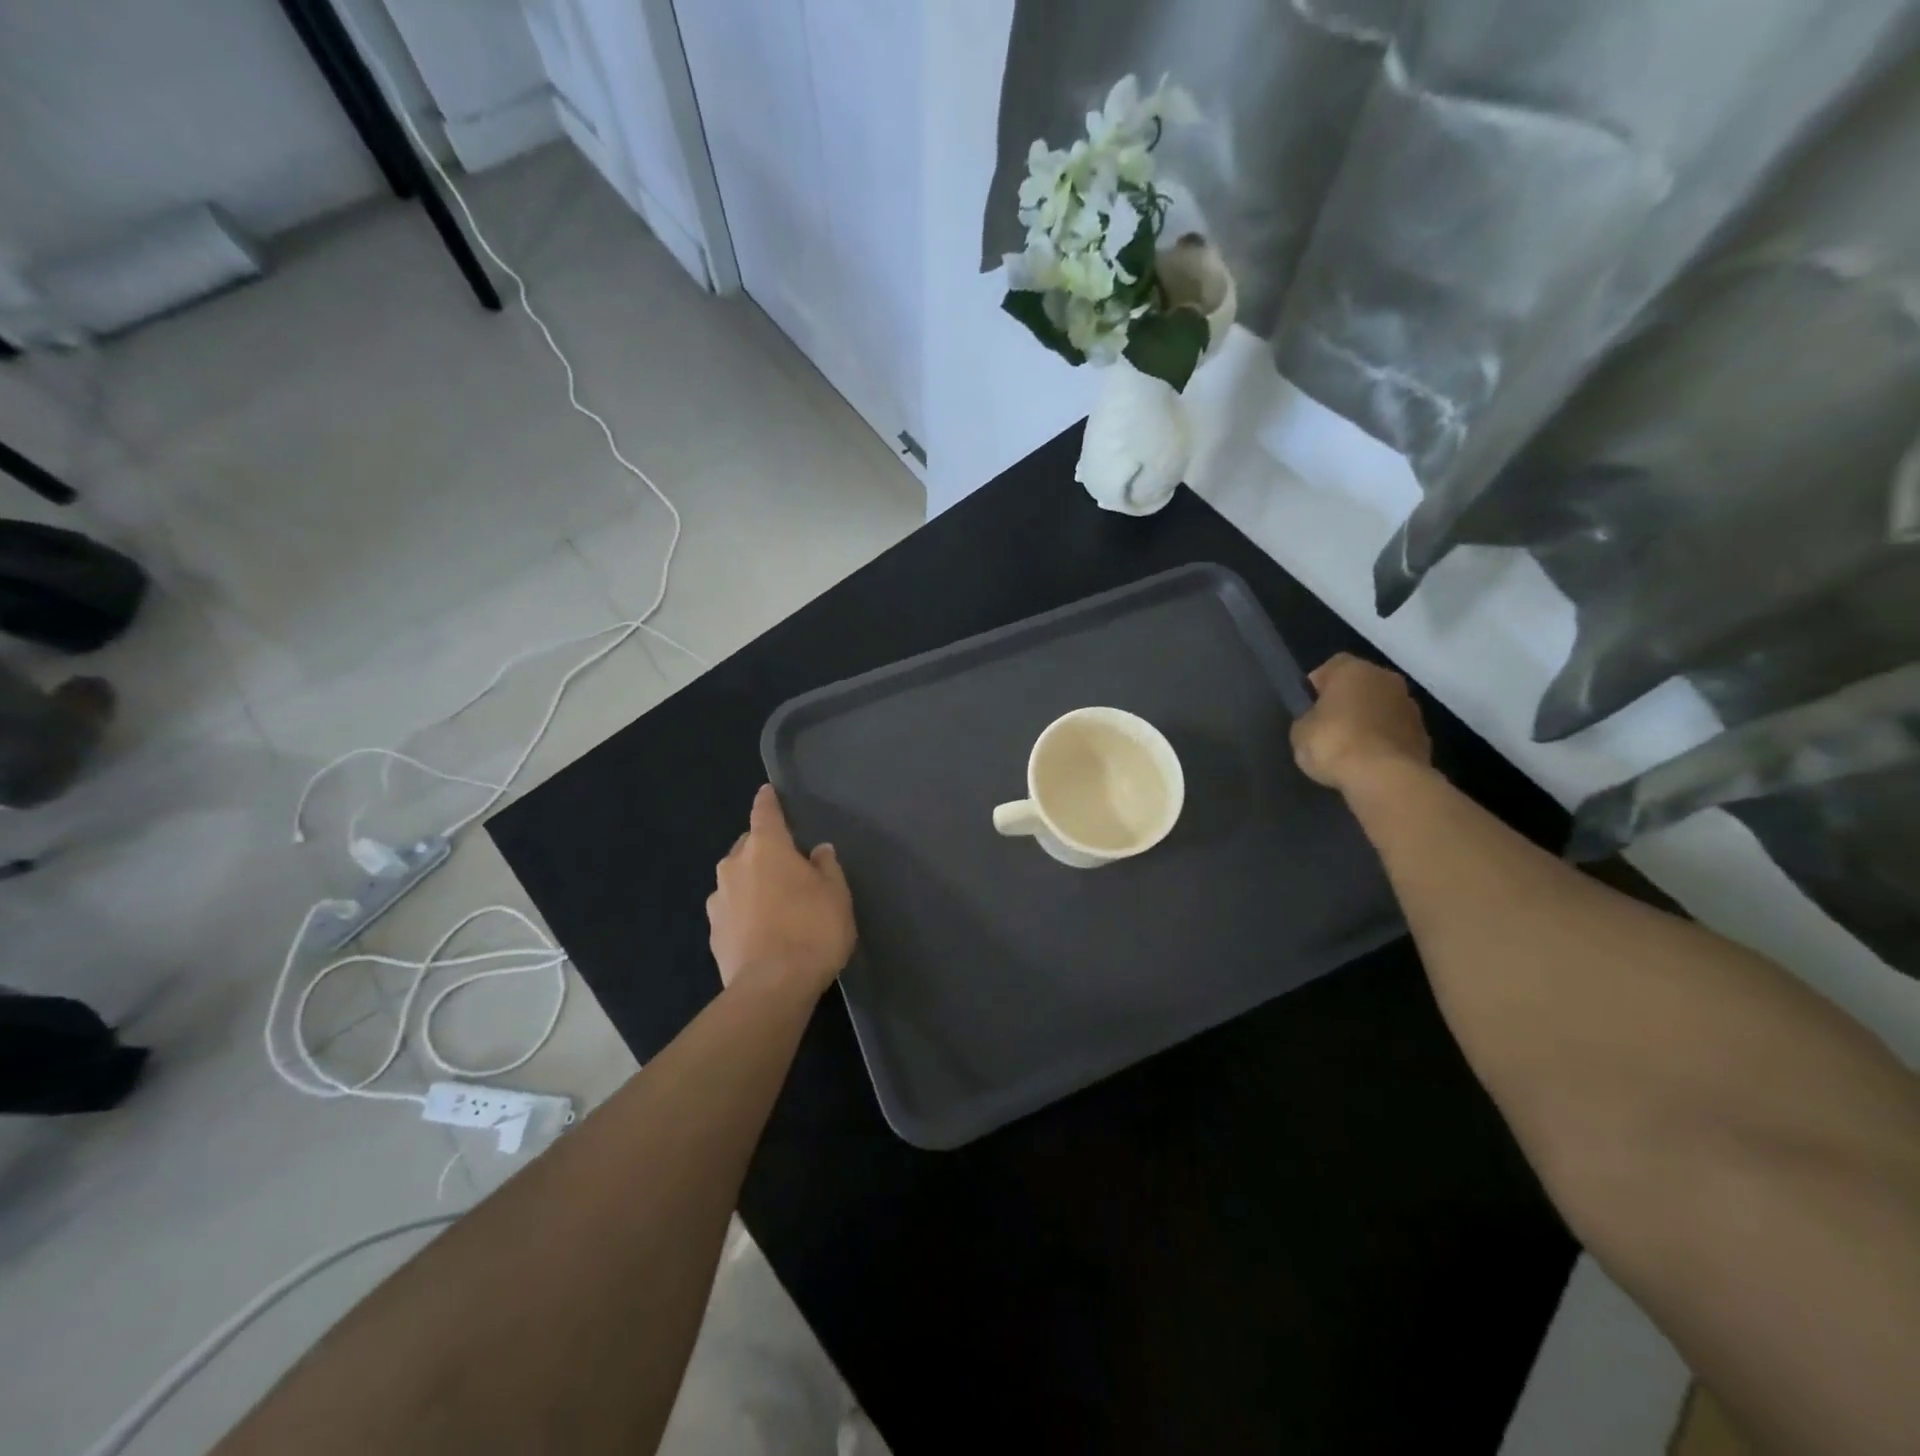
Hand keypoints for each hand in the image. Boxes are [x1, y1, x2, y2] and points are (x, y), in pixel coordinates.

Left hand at [707, 785, 855, 997]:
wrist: (772, 987)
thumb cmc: (812, 929)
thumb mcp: (836, 894)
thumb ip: (826, 867)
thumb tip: (818, 851)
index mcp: (766, 848)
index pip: (765, 813)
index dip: (768, 801)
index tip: (767, 792)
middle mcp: (734, 866)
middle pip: (748, 845)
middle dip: (763, 848)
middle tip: (787, 863)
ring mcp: (719, 900)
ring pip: (736, 878)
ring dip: (751, 881)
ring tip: (775, 901)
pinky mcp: (713, 932)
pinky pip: (731, 909)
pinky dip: (744, 910)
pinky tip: (761, 929)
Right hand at [1290, 653, 1431, 792]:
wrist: (1385, 777)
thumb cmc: (1334, 744)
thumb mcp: (1300, 731)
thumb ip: (1309, 718)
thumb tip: (1318, 721)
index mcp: (1353, 670)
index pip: (1332, 666)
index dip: (1319, 685)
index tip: (1309, 706)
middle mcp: (1386, 679)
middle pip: (1362, 684)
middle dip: (1348, 701)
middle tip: (1329, 726)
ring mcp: (1411, 707)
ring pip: (1382, 708)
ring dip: (1369, 721)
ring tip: (1351, 748)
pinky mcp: (1424, 735)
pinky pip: (1396, 732)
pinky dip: (1384, 742)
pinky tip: (1370, 762)